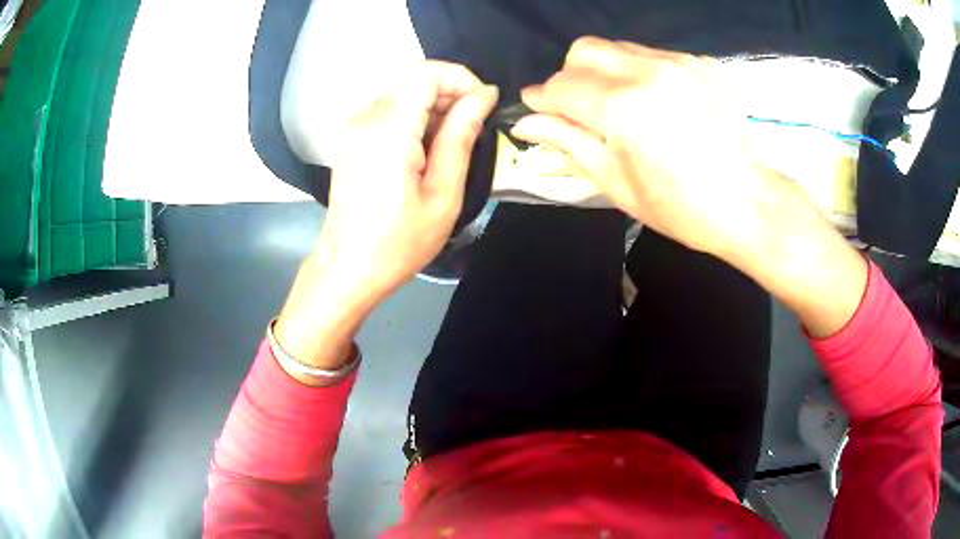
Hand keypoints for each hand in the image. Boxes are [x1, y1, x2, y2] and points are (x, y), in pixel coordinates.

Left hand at [274, 61, 497, 378]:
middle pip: (414, 78)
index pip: (427, 73)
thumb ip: (461, 136)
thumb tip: (484, 96)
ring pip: (402, 91)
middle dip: (451, 91)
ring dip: (434, 104)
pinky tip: (427, 147)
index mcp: (388, 128)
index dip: (462, 79)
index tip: (485, 106)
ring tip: (454, 141)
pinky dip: (415, 116)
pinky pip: (389, 109)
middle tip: (474, 127)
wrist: (347, 268)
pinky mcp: (351, 138)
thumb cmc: (398, 242)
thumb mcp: (442, 193)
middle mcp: (365, 117)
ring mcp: (353, 126)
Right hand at [512, 37, 866, 338]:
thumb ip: (568, 142)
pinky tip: (657, 102)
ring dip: (605, 71)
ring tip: (623, 107)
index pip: (560, 86)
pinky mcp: (700, 63)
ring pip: (617, 46)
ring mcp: (678, 63)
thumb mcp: (617, 184)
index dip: (542, 100)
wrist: (748, 203)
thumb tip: (525, 122)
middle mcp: (646, 72)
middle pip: (583, 50)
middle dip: (570, 76)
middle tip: (581, 108)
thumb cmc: (681, 208)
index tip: (540, 113)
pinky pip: (652, 54)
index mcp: (622, 109)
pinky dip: (640, 72)